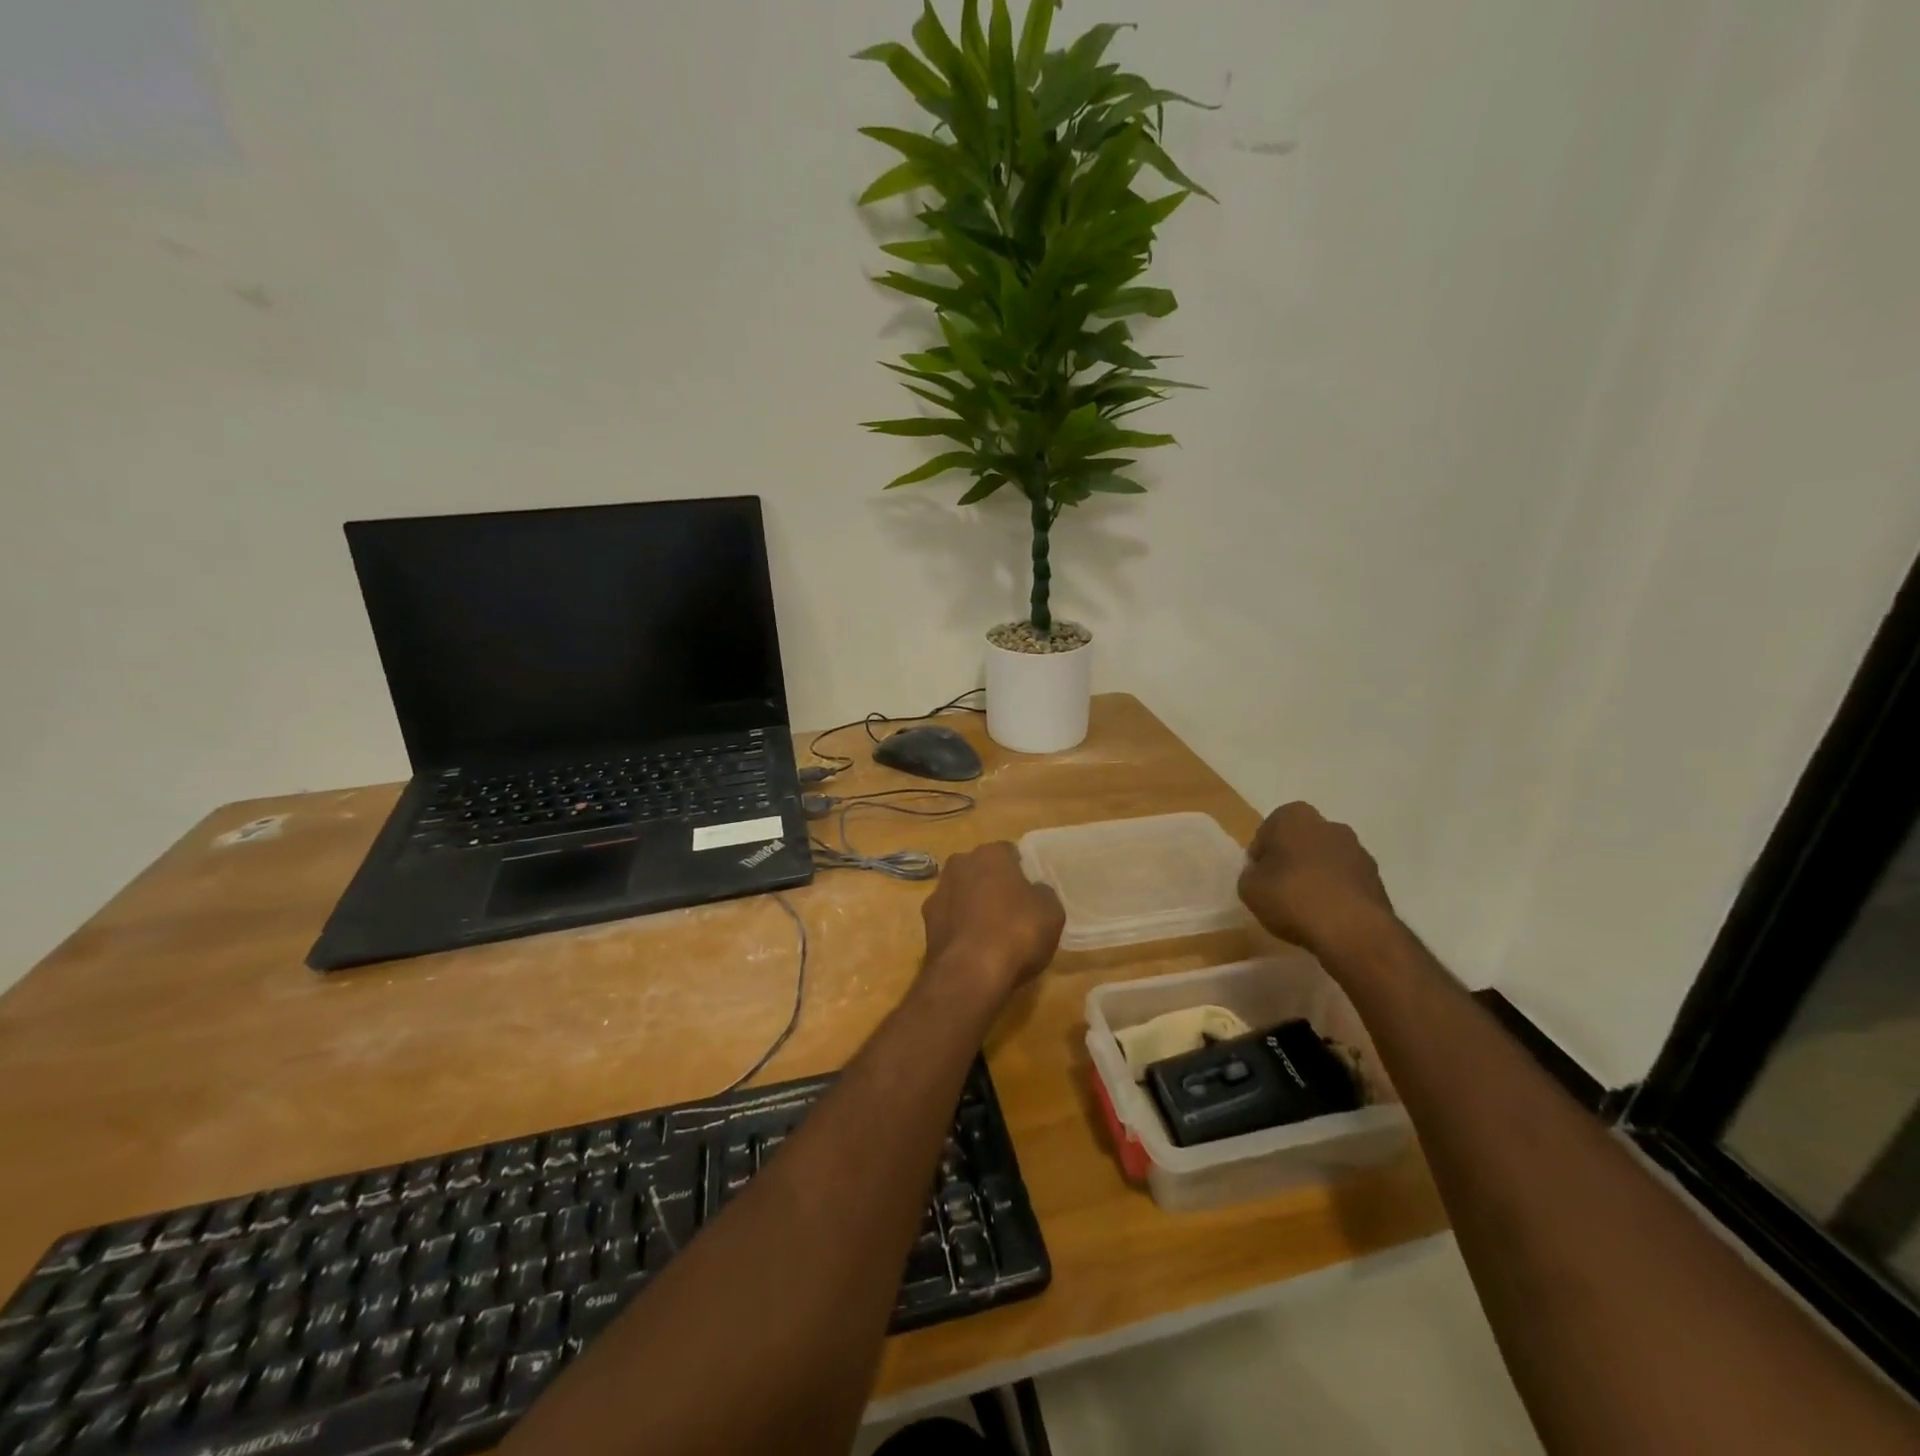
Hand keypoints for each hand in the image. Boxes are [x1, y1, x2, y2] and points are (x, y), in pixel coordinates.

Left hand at [920, 842, 1064, 1007]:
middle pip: (981, 871)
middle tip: (1013, 911)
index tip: (1030, 891)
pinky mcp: (926, 924)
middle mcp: (959, 865)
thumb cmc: (1017, 932)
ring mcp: (937, 894)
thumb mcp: (1051, 911)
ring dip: (973, 906)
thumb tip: (1034, 891)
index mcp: (990, 854)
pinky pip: (951, 920)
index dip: (1021, 871)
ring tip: (992, 934)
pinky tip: (974, 950)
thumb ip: (1042, 893)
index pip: (1009, 852)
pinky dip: (961, 929)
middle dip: (993, 885)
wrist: (970, 974)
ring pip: (962, 894)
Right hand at [1238, 802, 1395, 955]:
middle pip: (1301, 842)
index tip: (1258, 877)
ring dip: (1316, 877)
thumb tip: (1261, 873)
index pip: (1268, 830)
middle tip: (1279, 890)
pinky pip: (1345, 882)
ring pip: (1326, 861)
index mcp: (1295, 817)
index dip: (1261, 855)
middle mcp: (1330, 825)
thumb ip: (1251, 874)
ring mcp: (1358, 851)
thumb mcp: (1249, 888)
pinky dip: (1336, 894)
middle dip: (1291, 861)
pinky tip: (1326, 917)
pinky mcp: (1377, 879)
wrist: (1353, 930)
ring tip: (1304, 908)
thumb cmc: (1292, 897)